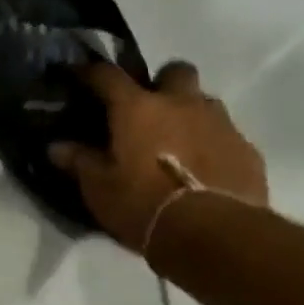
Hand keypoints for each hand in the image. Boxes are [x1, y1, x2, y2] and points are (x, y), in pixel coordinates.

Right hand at [50, 60, 267, 249]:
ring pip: (203, 101)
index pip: (108, 76)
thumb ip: (79, 162)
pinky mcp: (246, 149)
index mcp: (138, 108)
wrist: (212, 233)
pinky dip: (211, 143)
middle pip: (175, 71)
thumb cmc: (142, 205)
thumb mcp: (99, 188)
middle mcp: (181, 104)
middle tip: (147, 108)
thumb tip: (57, 147)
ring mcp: (219, 123)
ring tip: (175, 141)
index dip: (91, 72)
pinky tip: (201, 168)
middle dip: (161, 82)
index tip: (79, 75)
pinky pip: (225, 134)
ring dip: (188, 113)